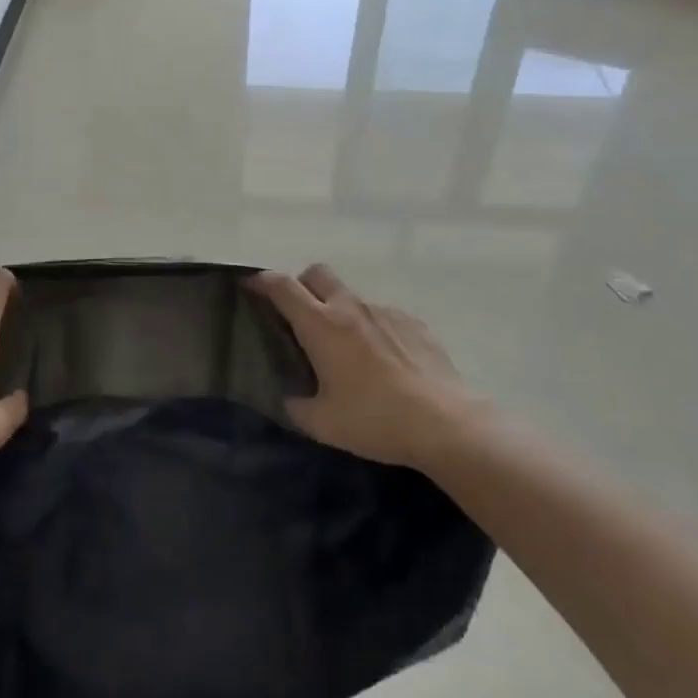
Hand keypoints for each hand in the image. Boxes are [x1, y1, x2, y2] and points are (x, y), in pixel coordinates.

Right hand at [254, 263, 482, 473]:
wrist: (446, 424)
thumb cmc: (375, 420)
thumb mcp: (322, 423)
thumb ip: (297, 405)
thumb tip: (291, 397)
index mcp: (321, 325)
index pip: (282, 286)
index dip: (262, 281)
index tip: (251, 286)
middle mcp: (350, 307)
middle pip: (317, 273)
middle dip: (301, 285)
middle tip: (299, 315)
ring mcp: (385, 311)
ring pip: (351, 296)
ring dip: (339, 310)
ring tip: (347, 349)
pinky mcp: (414, 323)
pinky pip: (382, 315)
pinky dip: (372, 328)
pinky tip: (383, 361)